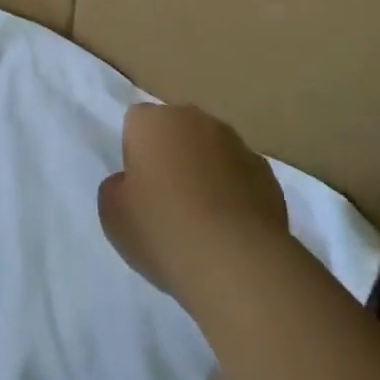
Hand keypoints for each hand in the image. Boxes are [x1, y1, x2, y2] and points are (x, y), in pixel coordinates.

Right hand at [99, 103, 289, 295]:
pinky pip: (241, 176)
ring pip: (211, 151)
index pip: (136, 122)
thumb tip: (130, 183)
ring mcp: (236, 142)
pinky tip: (231, 231)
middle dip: (172, 156)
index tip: (138, 189)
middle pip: (176, 130)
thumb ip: (116, 189)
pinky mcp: (266, 172)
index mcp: (153, 121)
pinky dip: (235, 194)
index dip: (134, 154)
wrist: (236, 261)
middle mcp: (195, 119)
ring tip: (203, 222)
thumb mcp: (113, 216)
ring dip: (206, 172)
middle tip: (168, 203)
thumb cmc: (163, 230)